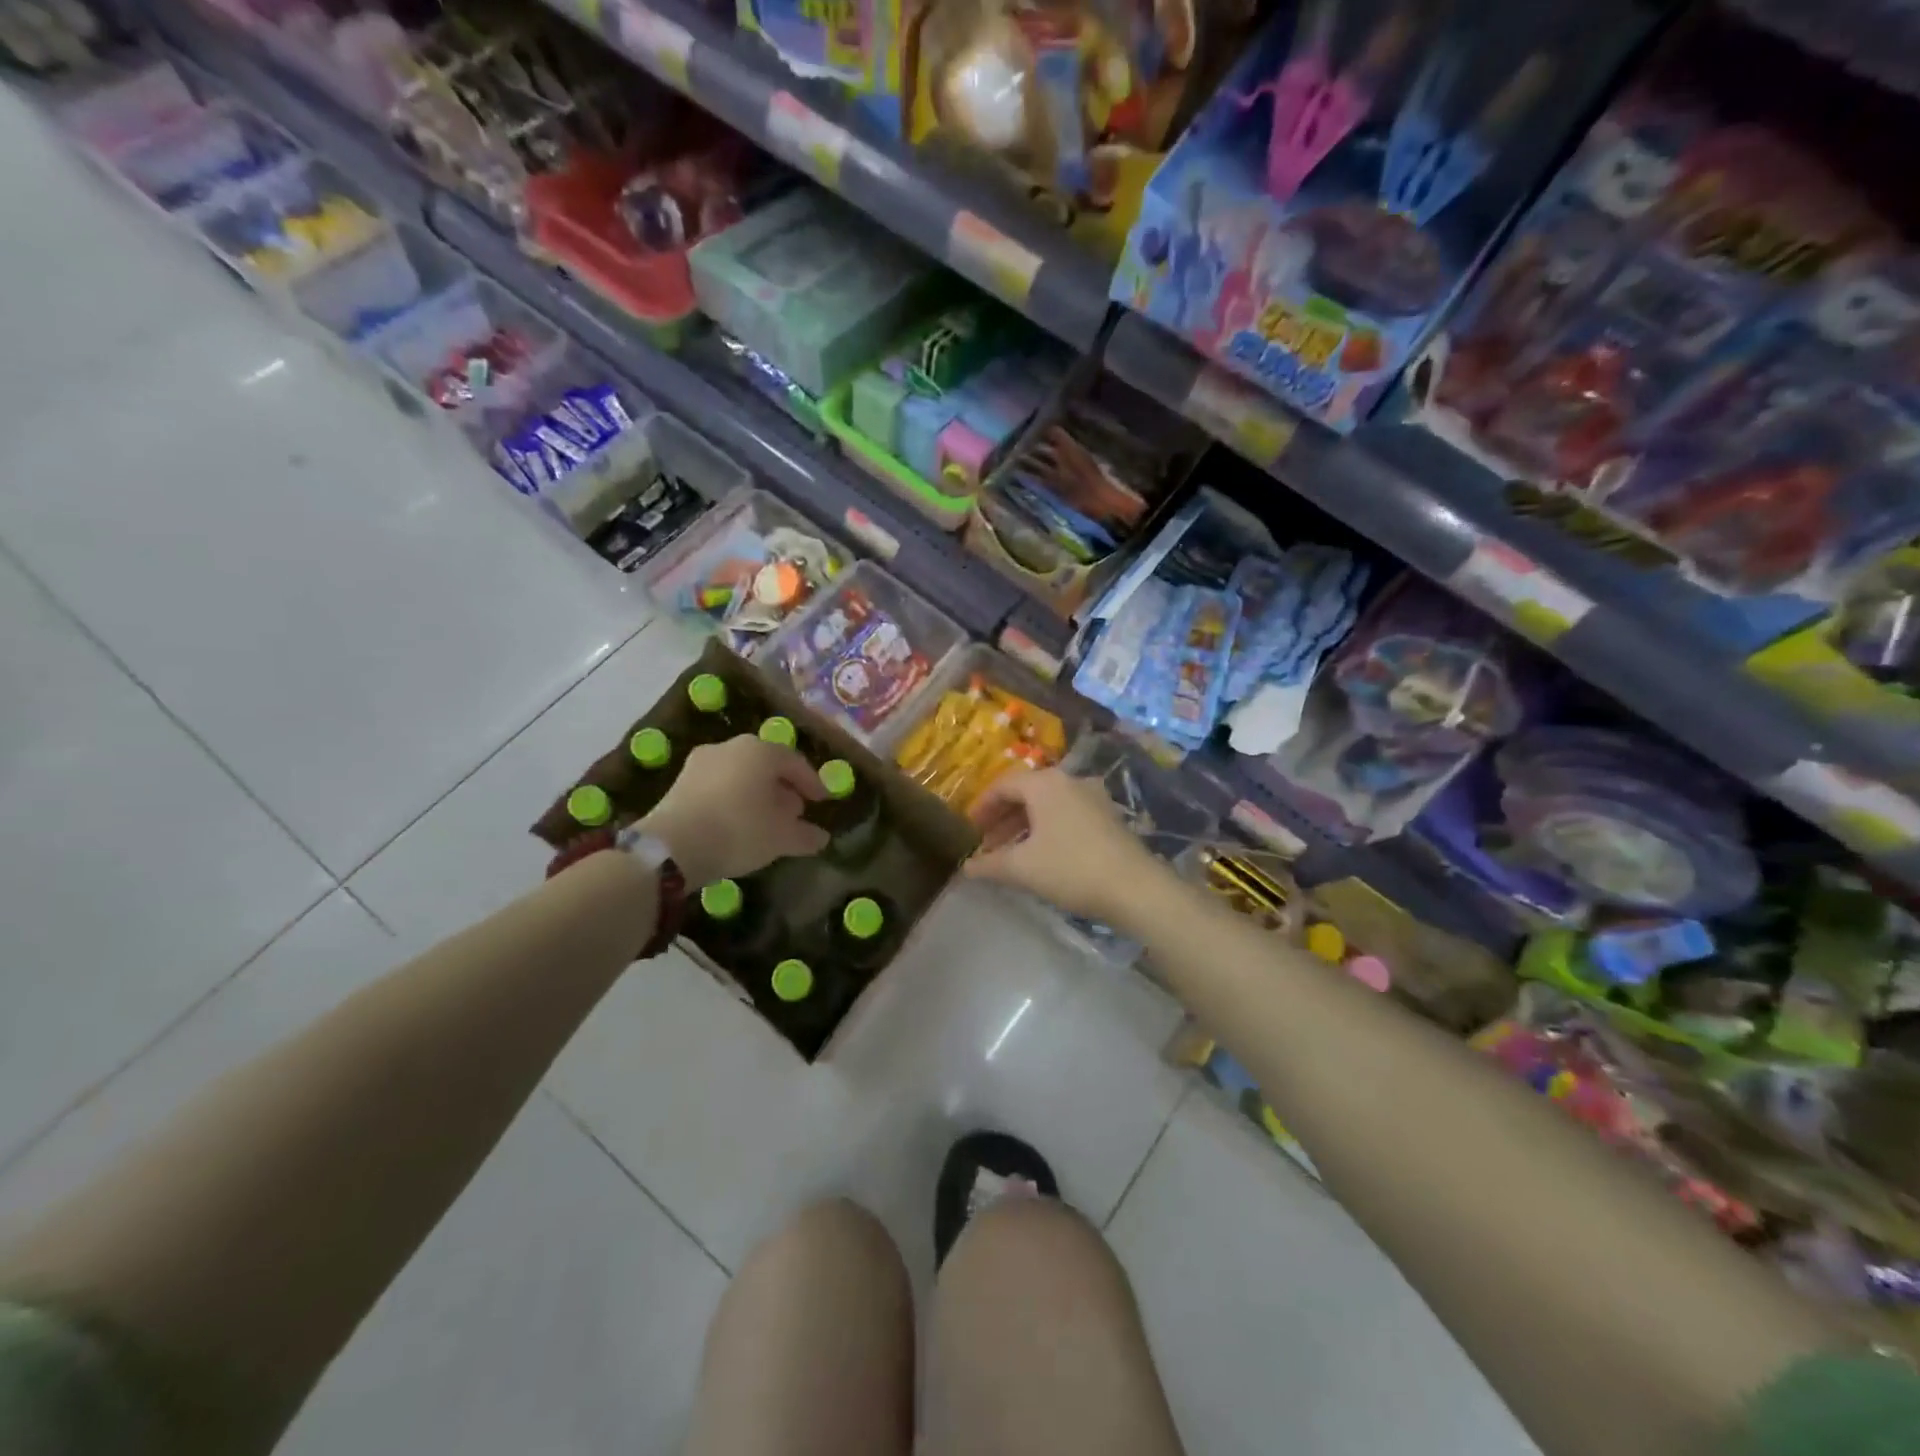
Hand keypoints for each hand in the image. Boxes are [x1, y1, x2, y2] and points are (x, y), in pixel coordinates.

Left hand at [640, 735, 828, 887]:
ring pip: (740, 775)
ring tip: (766, 821)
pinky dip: (733, 800)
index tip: (822, 802)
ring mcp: (700, 762)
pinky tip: (737, 824)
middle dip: (783, 788)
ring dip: (756, 794)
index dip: (812, 783)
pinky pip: (718, 786)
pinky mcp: (679, 782)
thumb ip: (805, 834)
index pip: (795, 762)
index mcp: (760, 750)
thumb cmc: (740, 830)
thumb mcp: (782, 837)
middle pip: (766, 765)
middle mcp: (730, 747)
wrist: (672, 846)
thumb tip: (821, 837)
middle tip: (794, 812)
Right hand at [963, 768, 1162, 922]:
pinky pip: (1067, 814)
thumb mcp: (1022, 868)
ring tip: (1011, 853)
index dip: (982, 807)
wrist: (1135, 888)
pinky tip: (1042, 855)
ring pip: (1048, 805)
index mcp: (1045, 783)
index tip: (970, 829)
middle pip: (1026, 792)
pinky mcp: (1108, 816)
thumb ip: (989, 864)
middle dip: (1003, 818)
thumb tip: (967, 867)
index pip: (1003, 785)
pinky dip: (1048, 829)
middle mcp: (1069, 781)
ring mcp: (1093, 797)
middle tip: (987, 843)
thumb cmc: (1070, 869)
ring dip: (1025, 825)